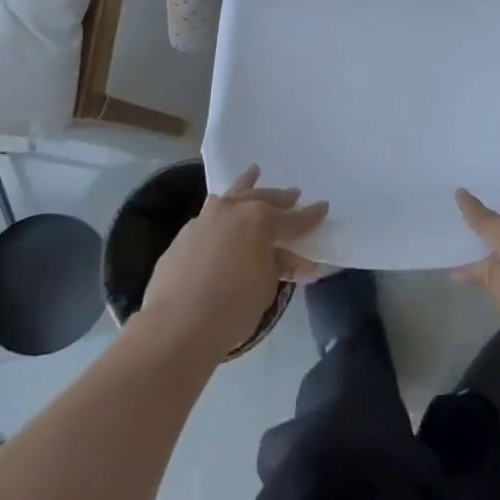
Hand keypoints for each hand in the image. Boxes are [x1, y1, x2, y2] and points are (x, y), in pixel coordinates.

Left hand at [139, 166, 326, 359]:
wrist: (176, 325)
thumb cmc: (233, 306)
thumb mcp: (267, 286)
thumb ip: (280, 266)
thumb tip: (294, 261)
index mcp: (261, 220)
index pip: (294, 218)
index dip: (310, 215)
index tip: (323, 207)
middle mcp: (233, 210)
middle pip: (262, 198)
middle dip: (280, 198)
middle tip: (293, 194)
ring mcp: (205, 219)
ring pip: (231, 195)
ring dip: (246, 186)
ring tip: (253, 173)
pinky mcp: (184, 234)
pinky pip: (210, 214)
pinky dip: (221, 211)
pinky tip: (221, 214)